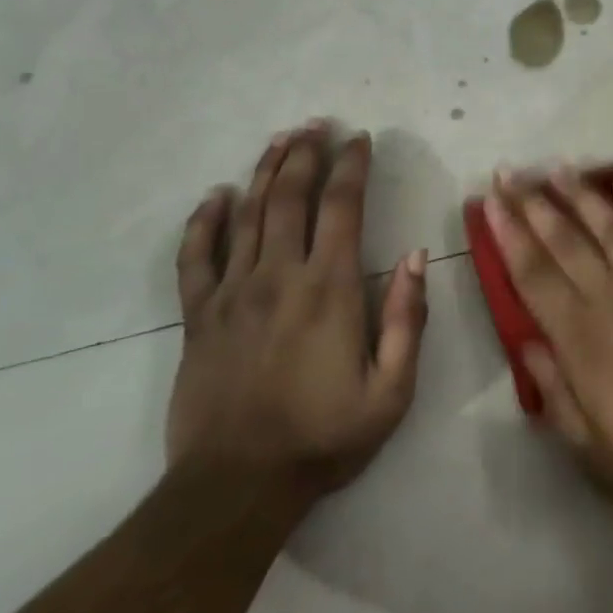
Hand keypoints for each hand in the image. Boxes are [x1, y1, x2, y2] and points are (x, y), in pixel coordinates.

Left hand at [166, 123, 427, 512]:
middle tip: (317, 123)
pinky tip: (215, 195)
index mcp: (328, 288)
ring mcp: (232, 292)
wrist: (236, 488)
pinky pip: (195, 257)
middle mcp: (278, 275)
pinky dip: (204, 221)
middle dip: (306, 153)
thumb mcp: (391, 391)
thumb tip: (416, 256)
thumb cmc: (323, 438)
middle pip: (290, 196)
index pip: (341, 207)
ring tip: (280, 139)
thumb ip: (406, 318)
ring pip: (248, 214)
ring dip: (265, 171)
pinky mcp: (199, 316)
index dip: (351, 166)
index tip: (360, 139)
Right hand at [485, 168, 612, 537]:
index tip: (489, 202)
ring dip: (581, 194)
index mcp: (585, 342)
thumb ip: (556, 396)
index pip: (534, 276)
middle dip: (532, 204)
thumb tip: (525, 343)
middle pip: (565, 241)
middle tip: (508, 171)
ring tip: (557, 167)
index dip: (508, 236)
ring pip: (611, 227)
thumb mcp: (596, 457)